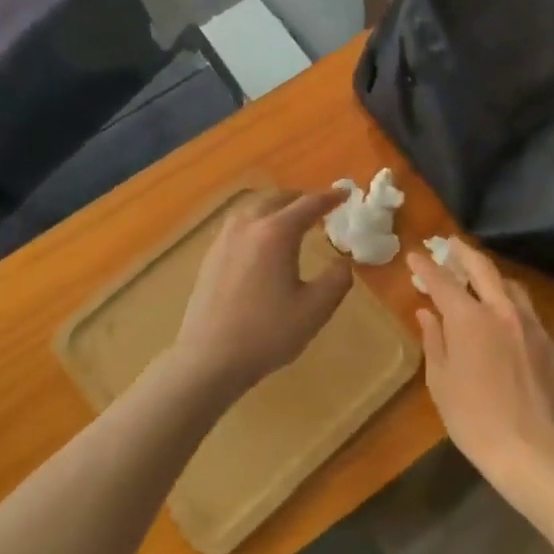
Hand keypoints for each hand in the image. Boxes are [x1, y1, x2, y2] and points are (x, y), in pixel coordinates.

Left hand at [170, 191, 352, 399]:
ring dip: (276, 208)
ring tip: (290, 221)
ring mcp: (224, 240)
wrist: (209, 359)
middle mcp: (247, 227)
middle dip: (300, 199)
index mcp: (276, 233)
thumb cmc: (267, 333)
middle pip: (277, 200)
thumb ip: (336, 280)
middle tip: (319, 207)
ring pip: (253, 209)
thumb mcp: (315, 310)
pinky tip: (260, 243)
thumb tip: (343, 262)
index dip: (329, 198)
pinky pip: (238, 225)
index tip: (344, 194)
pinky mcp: (210, 256)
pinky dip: (257, 223)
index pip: (307, 205)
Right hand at [406, 238, 553, 488]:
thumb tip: (427, 313)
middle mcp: (504, 312)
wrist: (531, 449)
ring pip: (513, 289)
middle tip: (452, 244)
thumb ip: (434, 340)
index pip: (443, 282)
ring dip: (494, 279)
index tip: (415, 255)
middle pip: (484, 269)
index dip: (427, 267)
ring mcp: (534, 327)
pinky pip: (531, 320)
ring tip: (483, 280)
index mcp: (470, 319)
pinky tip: (509, 329)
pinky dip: (514, 315)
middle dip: (464, 253)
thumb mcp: (441, 380)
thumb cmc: (473, 417)